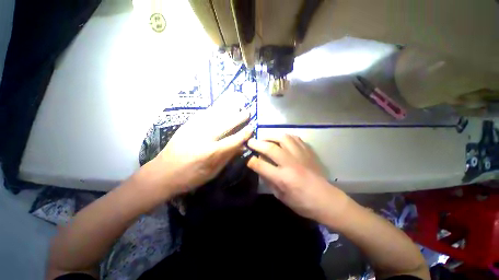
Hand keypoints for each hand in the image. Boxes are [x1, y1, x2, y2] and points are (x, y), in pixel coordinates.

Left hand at [144, 107, 252, 197]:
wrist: (162, 173)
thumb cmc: (190, 177)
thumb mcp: (212, 172)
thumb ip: (227, 158)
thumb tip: (241, 148)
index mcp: (211, 153)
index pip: (233, 140)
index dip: (244, 134)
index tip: (251, 128)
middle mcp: (204, 138)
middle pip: (225, 124)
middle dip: (238, 117)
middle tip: (247, 112)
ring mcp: (194, 129)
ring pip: (214, 115)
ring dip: (227, 109)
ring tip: (237, 103)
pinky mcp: (186, 125)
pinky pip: (203, 114)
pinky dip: (214, 109)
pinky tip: (220, 106)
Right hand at [247, 135, 348, 222]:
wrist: (326, 200)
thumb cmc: (302, 203)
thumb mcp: (281, 196)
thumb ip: (269, 180)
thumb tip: (260, 167)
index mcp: (283, 178)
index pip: (261, 165)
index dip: (251, 160)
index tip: (247, 157)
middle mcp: (291, 164)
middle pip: (270, 148)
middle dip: (257, 143)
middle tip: (250, 141)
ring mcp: (300, 155)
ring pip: (283, 138)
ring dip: (271, 136)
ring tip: (265, 138)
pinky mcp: (308, 152)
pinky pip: (295, 138)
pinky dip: (285, 136)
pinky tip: (281, 139)